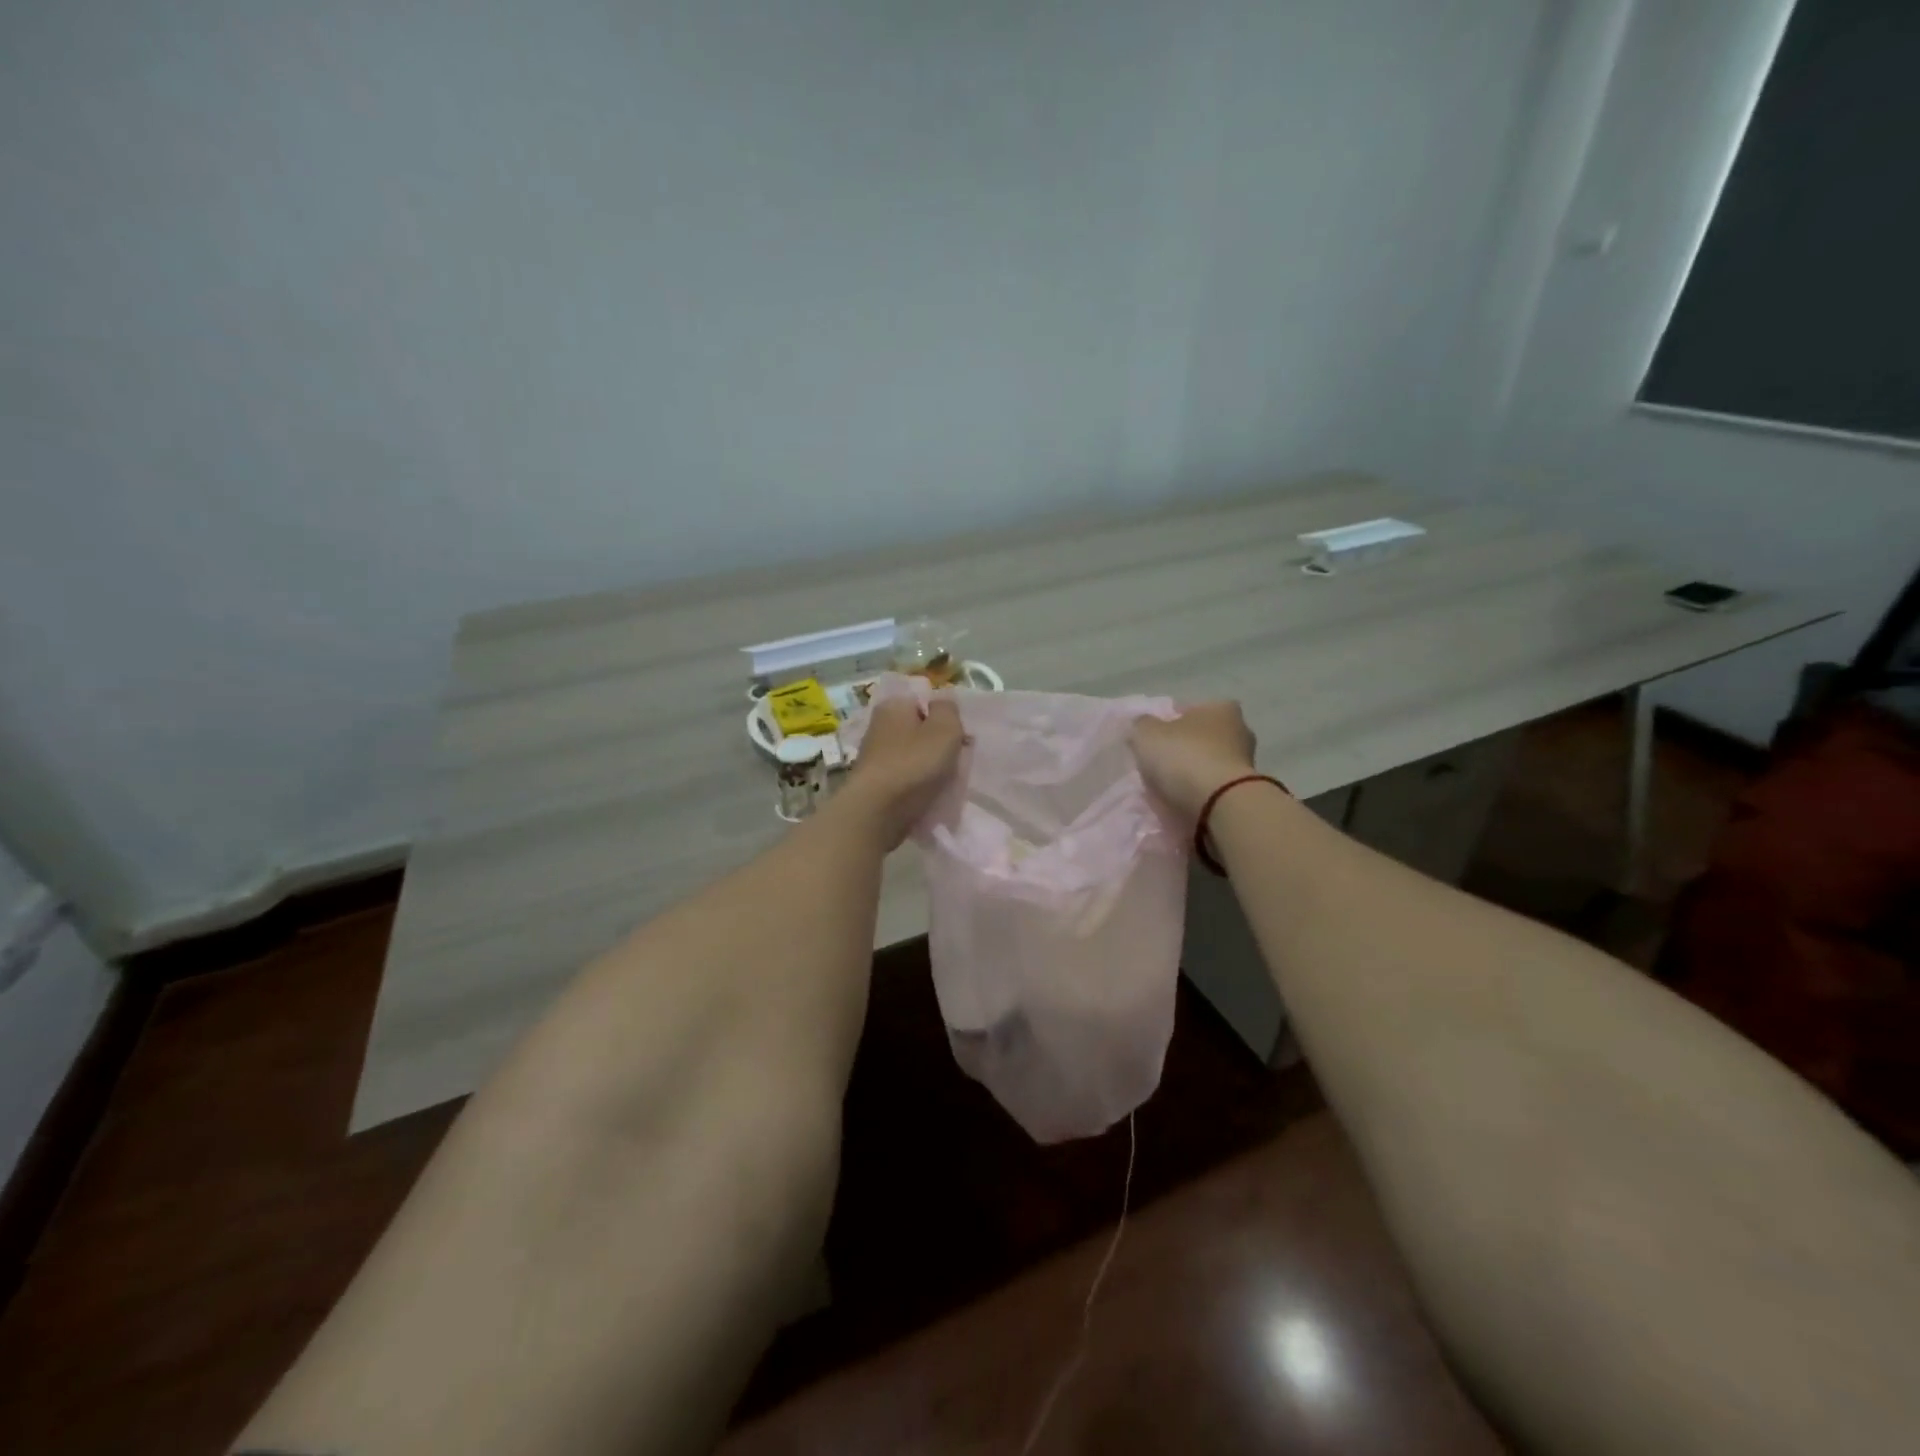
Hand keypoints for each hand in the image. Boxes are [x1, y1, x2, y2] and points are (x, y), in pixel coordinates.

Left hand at [843, 696, 965, 847]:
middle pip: (919, 729)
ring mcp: (873, 754)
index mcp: (893, 705)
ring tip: (942, 782)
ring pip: (912, 754)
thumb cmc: (914, 763)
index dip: (946, 718)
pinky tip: (925, 795)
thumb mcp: (945, 728)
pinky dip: (915, 784)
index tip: (959, 738)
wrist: (877, 812)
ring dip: (928, 766)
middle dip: (937, 744)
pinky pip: (903, 776)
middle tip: (954, 762)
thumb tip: (942, 704)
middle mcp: (878, 725)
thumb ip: (948, 709)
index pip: (925, 701)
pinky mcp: (873, 781)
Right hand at [1129, 701, 1257, 825]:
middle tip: (1159, 764)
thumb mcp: (1147, 734)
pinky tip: (1183, 801)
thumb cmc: (1184, 757)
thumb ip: (1142, 725)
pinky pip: (1215, 787)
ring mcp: (1246, 763)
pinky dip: (1201, 792)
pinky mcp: (1245, 791)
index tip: (1153, 739)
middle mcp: (1241, 730)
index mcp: (1221, 708)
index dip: (1169, 722)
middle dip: (1184, 748)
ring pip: (1210, 763)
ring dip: (1193, 773)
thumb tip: (1143, 724)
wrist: (1219, 804)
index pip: (1190, 709)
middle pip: (1202, 737)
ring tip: (1168, 788)